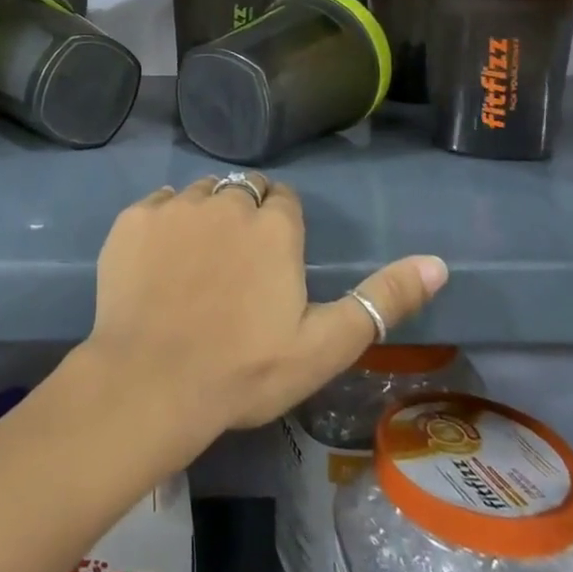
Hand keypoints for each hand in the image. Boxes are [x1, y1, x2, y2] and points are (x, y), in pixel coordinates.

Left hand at [80, 176, 446, 438]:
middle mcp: (226, 202)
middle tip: (236, 264)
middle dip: (246, 215)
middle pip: (243, 191)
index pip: (283, 200)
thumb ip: (383, 299)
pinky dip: (164, 221)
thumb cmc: (244, 370)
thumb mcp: (326, 345)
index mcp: (273, 227)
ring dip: (206, 214)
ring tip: (199, 261)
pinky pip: (158, 204)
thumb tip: (439, 262)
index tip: (273, 260)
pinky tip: (160, 260)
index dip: (280, 225)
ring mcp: (175, 207)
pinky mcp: (133, 218)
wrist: (151, 380)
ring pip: (201, 193)